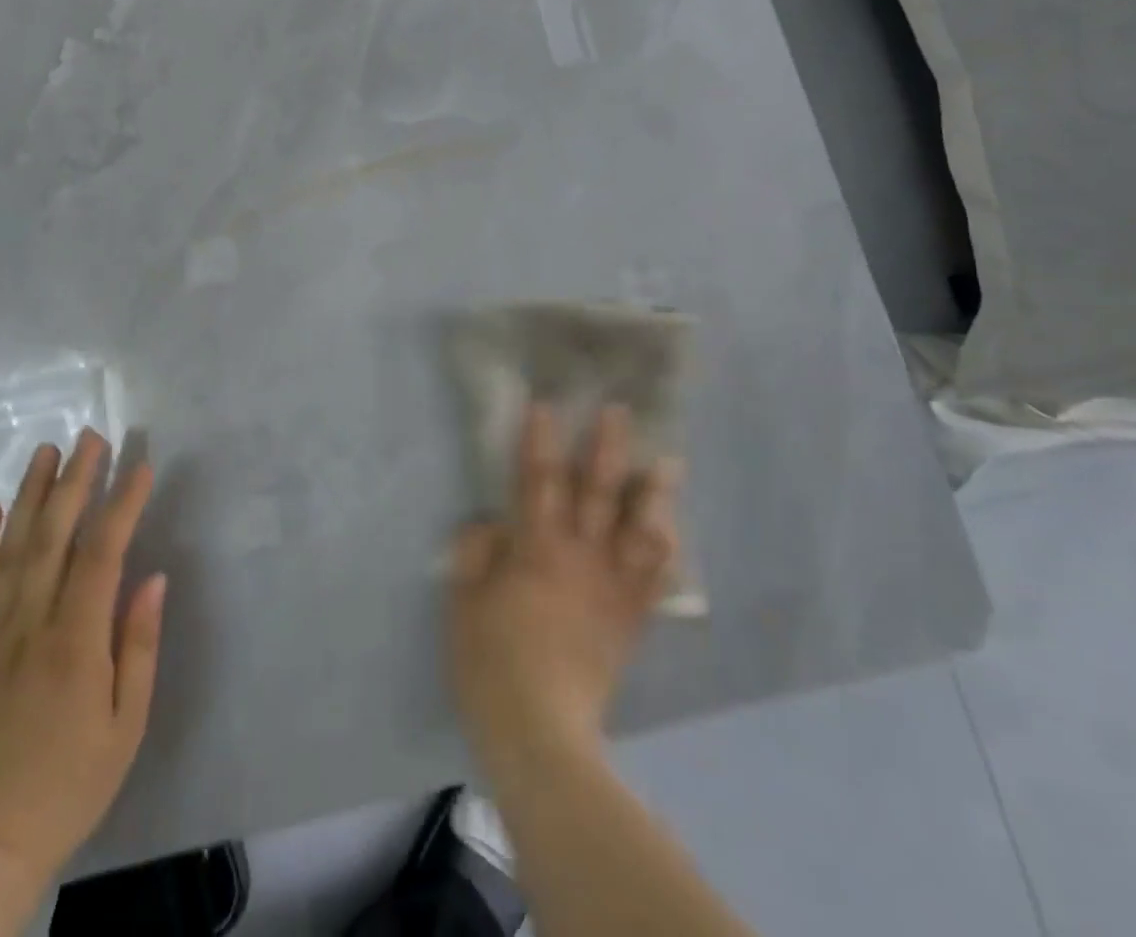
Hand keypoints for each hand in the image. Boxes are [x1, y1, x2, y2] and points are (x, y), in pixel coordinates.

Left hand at [0, 428, 166, 890]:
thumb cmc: (73, 778)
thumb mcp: (127, 721)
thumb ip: (139, 644)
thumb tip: (153, 577)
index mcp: (75, 642)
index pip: (101, 554)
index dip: (121, 504)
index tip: (140, 466)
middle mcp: (29, 624)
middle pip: (51, 536)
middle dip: (74, 480)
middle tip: (91, 437)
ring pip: (9, 548)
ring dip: (29, 494)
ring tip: (46, 449)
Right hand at [447, 404, 679, 777]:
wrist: (539, 732)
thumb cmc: (490, 659)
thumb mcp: (463, 599)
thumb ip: (476, 551)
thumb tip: (493, 523)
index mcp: (536, 547)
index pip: (538, 479)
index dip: (540, 439)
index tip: (546, 403)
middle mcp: (581, 556)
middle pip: (598, 491)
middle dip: (607, 448)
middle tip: (620, 411)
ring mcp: (611, 588)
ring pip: (640, 530)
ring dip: (655, 493)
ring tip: (669, 463)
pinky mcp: (630, 620)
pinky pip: (656, 578)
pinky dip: (666, 550)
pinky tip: (672, 530)